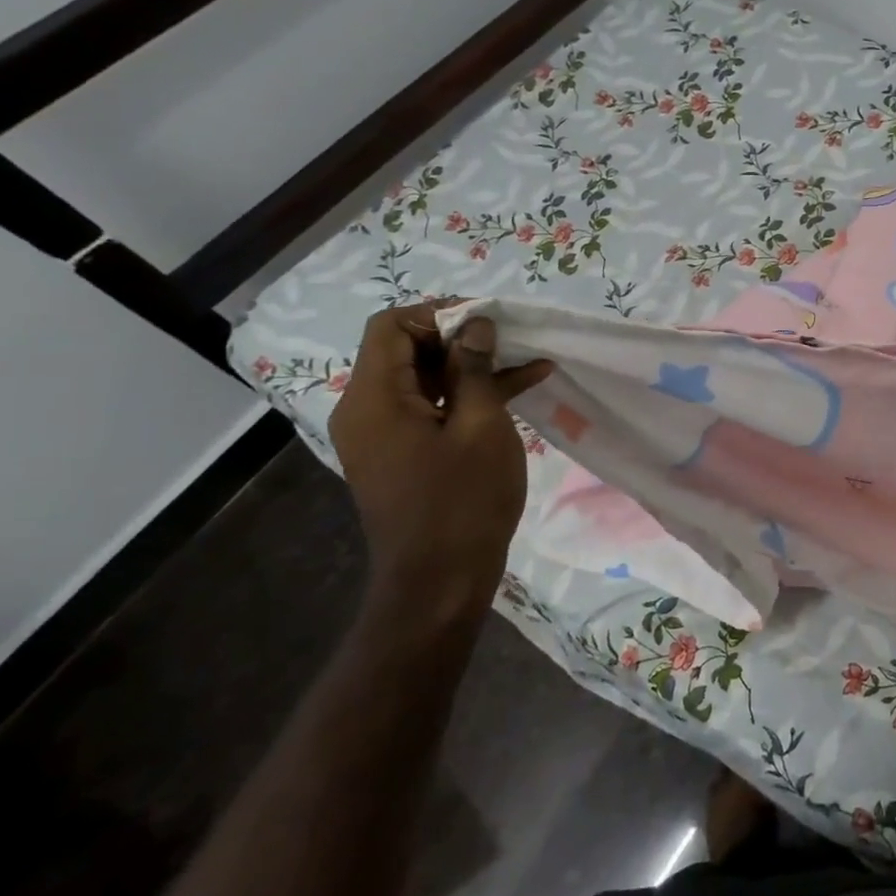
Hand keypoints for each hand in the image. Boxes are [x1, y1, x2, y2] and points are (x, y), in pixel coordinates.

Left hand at [328, 304, 550, 621]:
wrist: (440, 582)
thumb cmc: (463, 501)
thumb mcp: (481, 426)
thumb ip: (475, 369)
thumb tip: (475, 325)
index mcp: (374, 398)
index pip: (392, 326)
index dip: (440, 313)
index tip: (489, 322)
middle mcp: (366, 409)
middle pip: (405, 349)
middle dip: (461, 338)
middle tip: (513, 340)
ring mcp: (382, 434)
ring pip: (423, 378)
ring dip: (472, 367)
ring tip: (528, 361)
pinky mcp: (401, 453)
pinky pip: (430, 408)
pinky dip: (467, 397)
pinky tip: (520, 387)